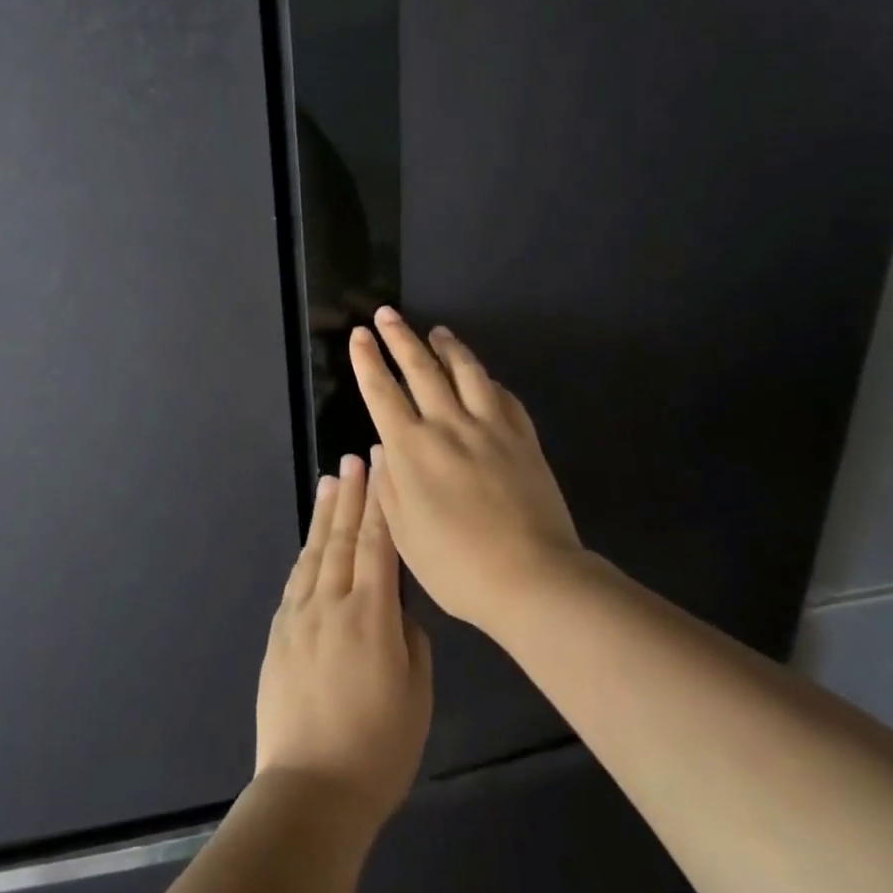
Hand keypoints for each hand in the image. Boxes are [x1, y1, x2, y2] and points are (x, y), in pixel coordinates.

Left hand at [255, 454, 432, 829]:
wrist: (310, 789)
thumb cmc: (378, 748)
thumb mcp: (417, 694)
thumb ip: (409, 641)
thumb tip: (396, 613)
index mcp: (371, 615)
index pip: (376, 544)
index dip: (380, 503)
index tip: (380, 467)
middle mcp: (331, 604)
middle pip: (342, 538)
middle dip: (350, 495)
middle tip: (353, 459)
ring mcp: (299, 617)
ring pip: (314, 554)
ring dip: (324, 515)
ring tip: (330, 482)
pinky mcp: (279, 636)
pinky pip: (296, 581)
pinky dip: (305, 554)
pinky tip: (310, 542)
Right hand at [349, 308, 584, 631]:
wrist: (532, 578)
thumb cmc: (456, 566)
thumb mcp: (404, 534)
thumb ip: (390, 485)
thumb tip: (384, 449)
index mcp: (412, 450)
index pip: (382, 393)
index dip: (368, 361)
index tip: (360, 335)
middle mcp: (448, 426)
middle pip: (421, 369)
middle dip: (400, 337)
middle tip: (387, 314)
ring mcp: (490, 428)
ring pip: (466, 372)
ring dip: (448, 346)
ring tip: (437, 330)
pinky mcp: (523, 438)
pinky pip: (503, 396)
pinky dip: (488, 380)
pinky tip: (484, 376)